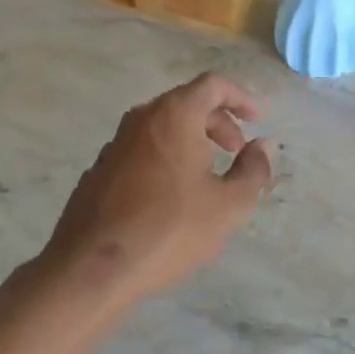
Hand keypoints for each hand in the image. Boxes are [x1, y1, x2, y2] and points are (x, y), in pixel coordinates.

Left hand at [41, 72, 275, 307]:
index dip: (240, 97)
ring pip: (161, 127)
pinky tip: (170, 196)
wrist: (91, 268)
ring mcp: (115, 143)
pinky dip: (164, 158)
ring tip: (206, 175)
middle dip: (217, 122)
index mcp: (174, 115)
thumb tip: (263, 146)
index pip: (212, 85)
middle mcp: (141, 119)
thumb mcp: (228, 205)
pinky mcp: (99, 170)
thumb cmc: (169, 229)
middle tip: (235, 151)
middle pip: (186, 103)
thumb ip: (253, 170)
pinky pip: (141, 150)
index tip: (256, 119)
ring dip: (190, 140)